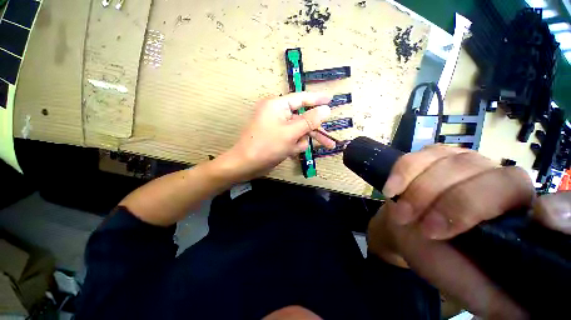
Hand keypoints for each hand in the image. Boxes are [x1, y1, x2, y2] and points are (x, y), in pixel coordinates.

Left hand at [222, 92, 335, 180]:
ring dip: (299, 142)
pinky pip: (292, 139)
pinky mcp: (277, 137)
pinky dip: (293, 147)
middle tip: (329, 142)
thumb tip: (326, 109)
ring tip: (291, 150)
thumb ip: (310, 121)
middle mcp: (277, 113)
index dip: (317, 99)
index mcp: (277, 105)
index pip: (301, 98)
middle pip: (302, 119)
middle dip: (312, 132)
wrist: (246, 165)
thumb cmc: (267, 146)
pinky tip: (287, 153)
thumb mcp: (291, 133)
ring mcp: (277, 126)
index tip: (331, 99)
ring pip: (298, 132)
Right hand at [367, 145, 535, 317]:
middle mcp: (496, 178)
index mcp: (518, 212)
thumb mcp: (476, 292)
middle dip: (452, 204)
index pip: (541, 198)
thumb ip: (507, 303)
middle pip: (486, 176)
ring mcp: (459, 162)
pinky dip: (402, 172)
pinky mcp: (428, 157)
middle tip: (424, 230)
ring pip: (449, 162)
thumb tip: (532, 315)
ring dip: (420, 190)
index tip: (535, 220)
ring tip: (401, 214)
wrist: (405, 233)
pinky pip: (416, 157)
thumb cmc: (443, 261)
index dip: (553, 205)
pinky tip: (391, 190)